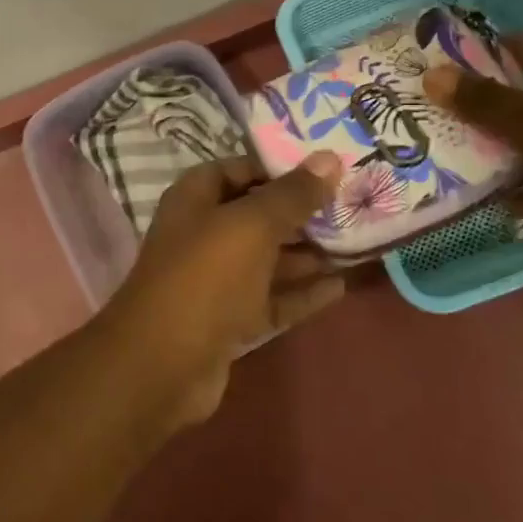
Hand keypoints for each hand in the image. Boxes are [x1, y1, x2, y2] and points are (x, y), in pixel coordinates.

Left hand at [101, 154, 345, 426]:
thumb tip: (329, 158)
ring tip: (358, 243)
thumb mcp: (252, 225)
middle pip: (257, 215)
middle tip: (354, 205)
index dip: (279, 167)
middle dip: (302, 212)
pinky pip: (272, 298)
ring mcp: (216, 280)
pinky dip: (302, 292)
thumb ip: (292, 194)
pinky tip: (341, 286)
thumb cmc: (206, 276)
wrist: (164, 363)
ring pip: (268, 259)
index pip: (239, 169)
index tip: (327, 168)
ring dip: (308, 253)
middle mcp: (203, 234)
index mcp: (195, 199)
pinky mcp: (230, 320)